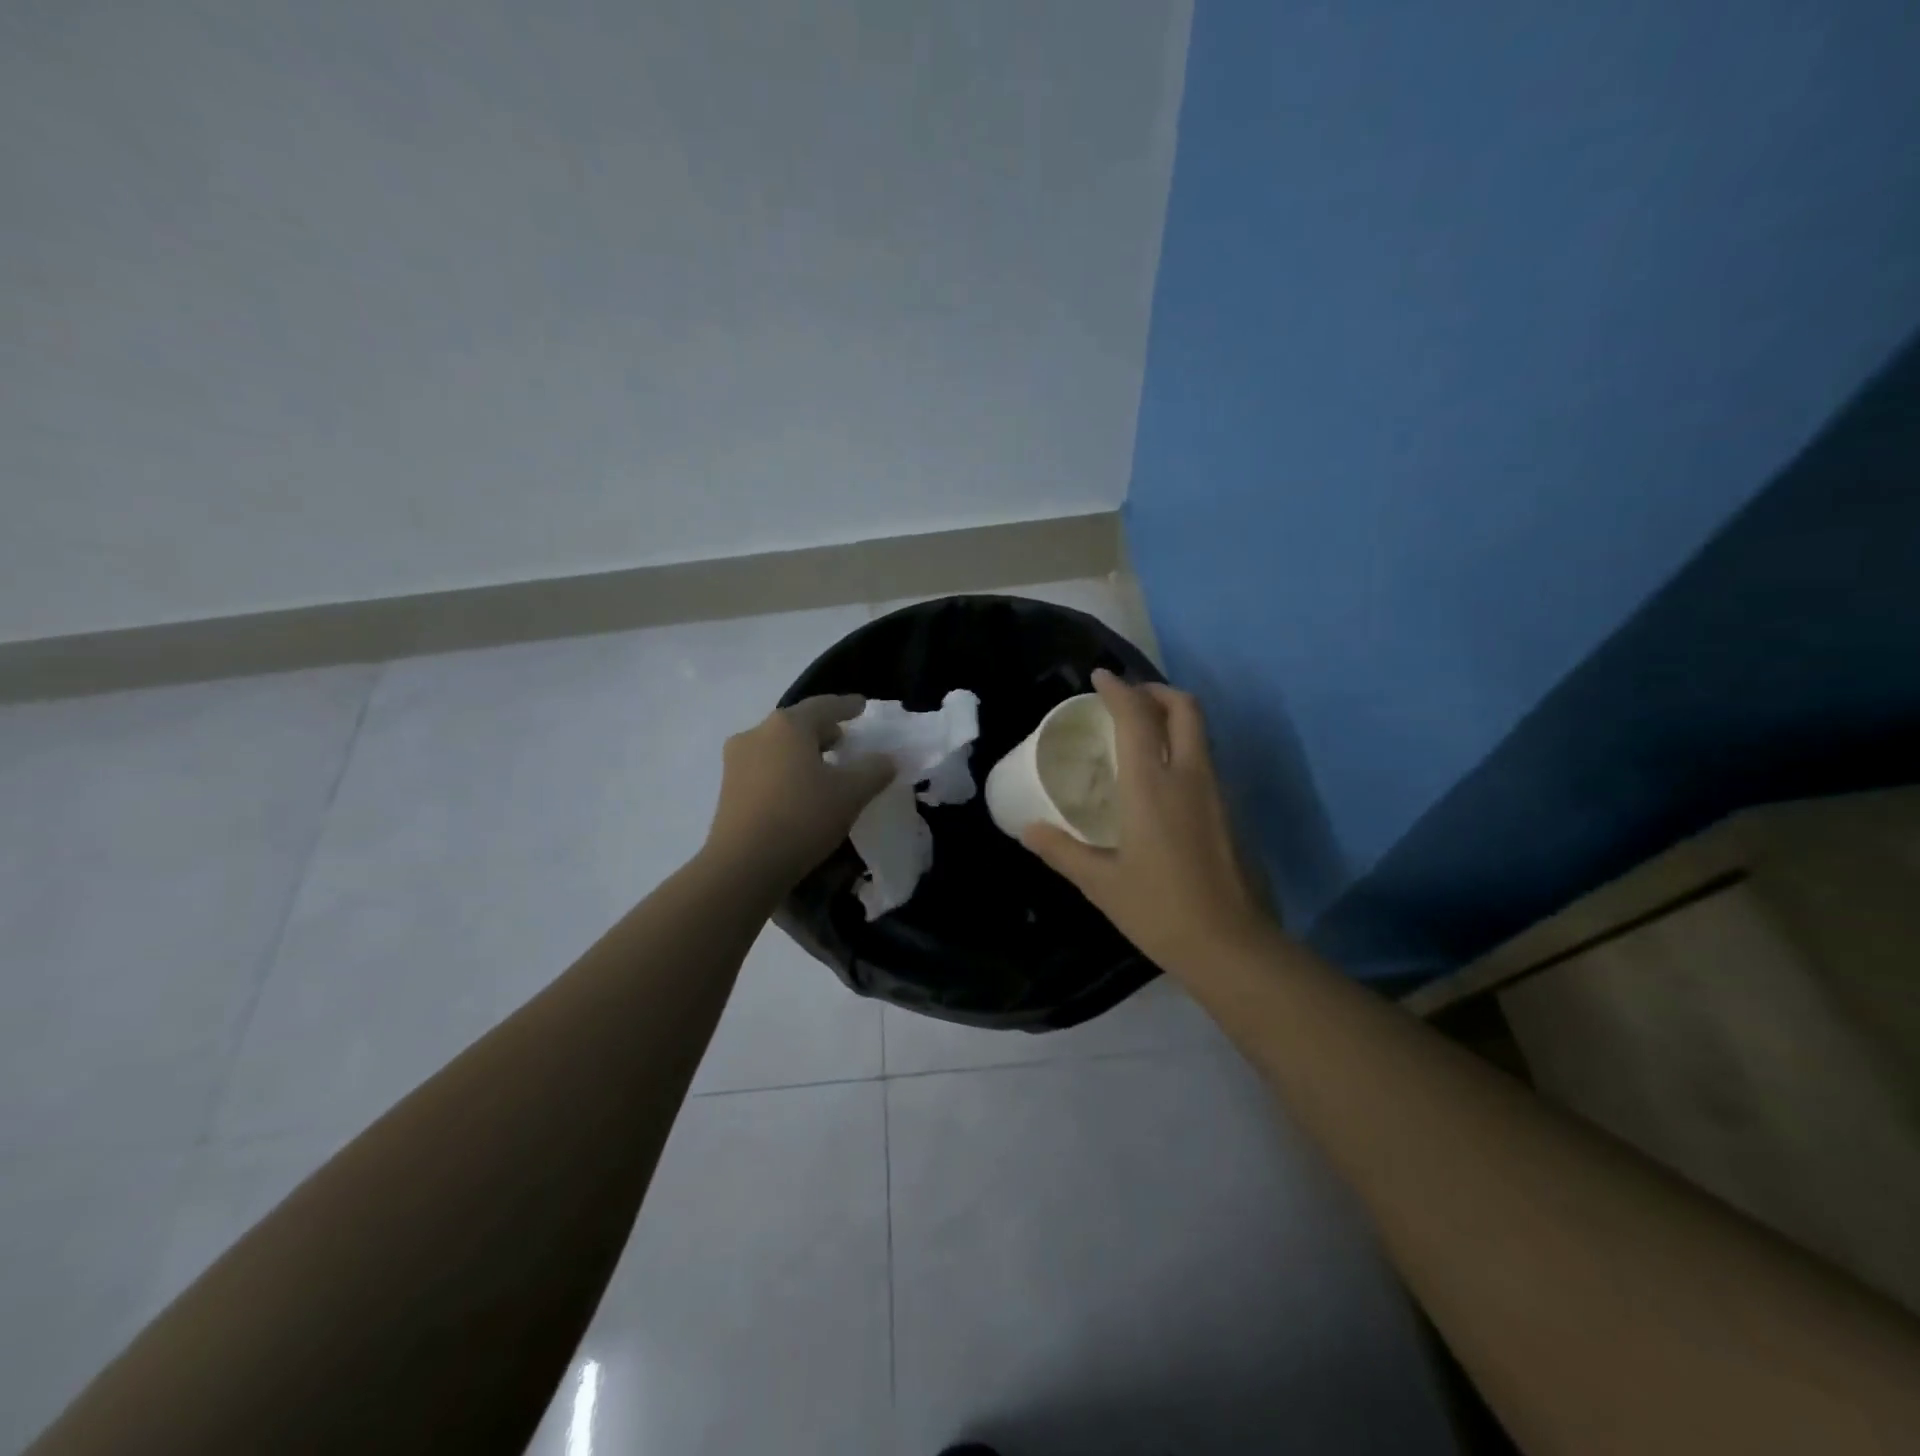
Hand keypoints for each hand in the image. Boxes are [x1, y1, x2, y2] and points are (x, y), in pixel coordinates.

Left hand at [704, 695, 894, 890]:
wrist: (743, 865)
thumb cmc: (802, 817)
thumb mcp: (850, 794)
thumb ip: (874, 770)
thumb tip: (886, 759)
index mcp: (788, 726)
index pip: (823, 705)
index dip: (847, 705)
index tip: (862, 706)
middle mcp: (757, 734)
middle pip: (796, 724)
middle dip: (823, 731)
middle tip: (845, 743)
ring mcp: (736, 761)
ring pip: (778, 747)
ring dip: (802, 753)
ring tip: (824, 770)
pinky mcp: (728, 789)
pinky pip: (765, 769)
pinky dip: (785, 771)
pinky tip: (800, 792)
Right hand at [1023, 670, 1276, 975]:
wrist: (1231, 946)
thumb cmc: (1159, 909)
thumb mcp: (1100, 883)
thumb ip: (1062, 850)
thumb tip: (1028, 829)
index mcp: (1152, 786)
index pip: (1137, 718)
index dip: (1119, 690)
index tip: (1101, 677)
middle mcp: (1190, 777)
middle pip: (1184, 709)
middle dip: (1156, 691)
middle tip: (1129, 697)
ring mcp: (1217, 793)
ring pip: (1200, 733)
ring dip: (1173, 718)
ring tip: (1143, 731)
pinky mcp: (1230, 813)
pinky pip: (1206, 760)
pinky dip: (1184, 747)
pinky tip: (1163, 777)